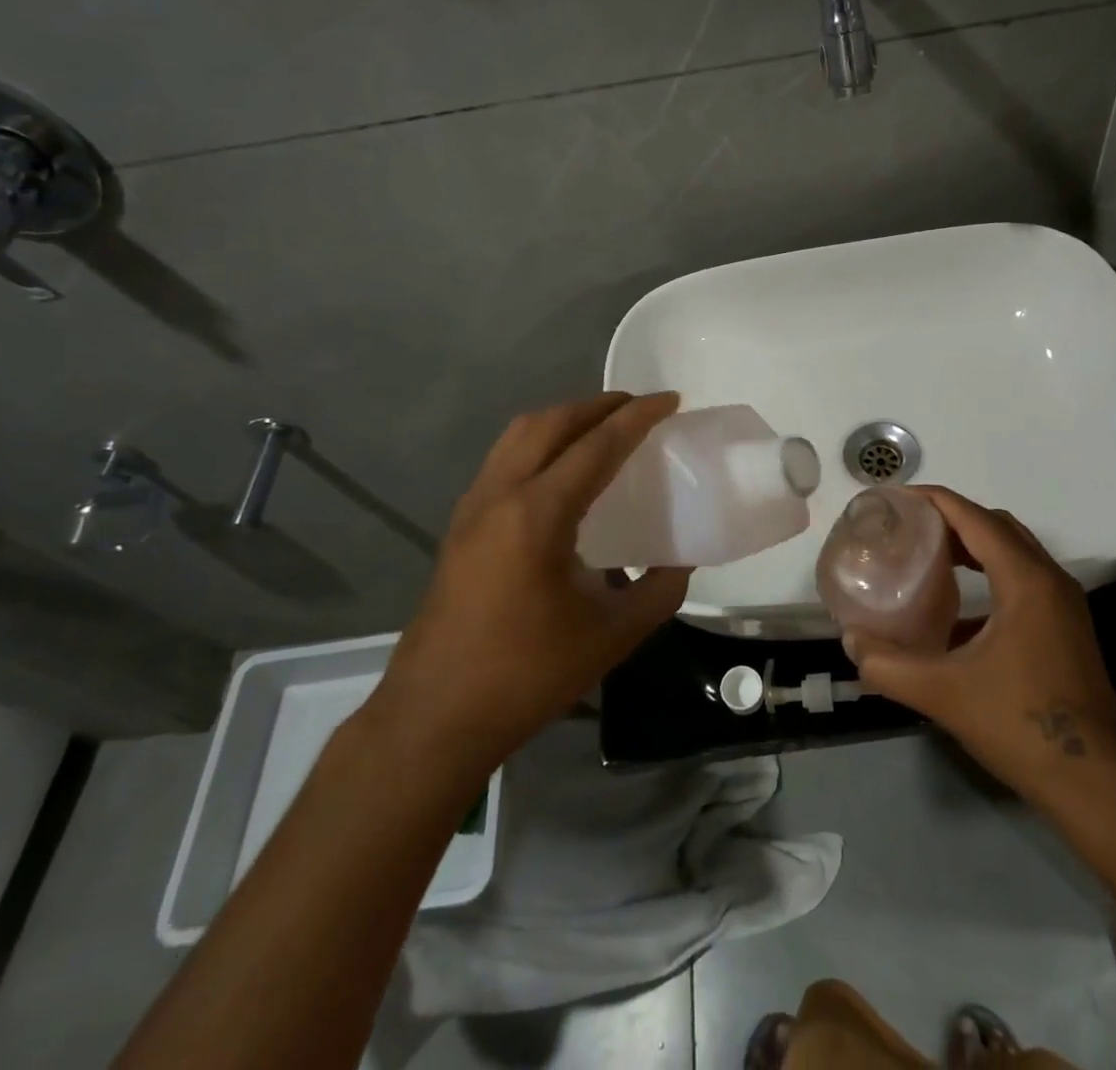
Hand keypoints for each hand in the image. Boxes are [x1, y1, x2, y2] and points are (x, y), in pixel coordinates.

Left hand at [365, 392, 690, 777]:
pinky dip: (540, 443)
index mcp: (537, 514)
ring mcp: (472, 507)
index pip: (597, 445)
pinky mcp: (460, 525)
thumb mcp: (612, 635)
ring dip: (565, 420)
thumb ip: (658, 590)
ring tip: (602, 429)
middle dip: (598, 406)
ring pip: (520, 435)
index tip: (670, 399)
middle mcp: (500, 494)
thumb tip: (680, 562)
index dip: (638, 417)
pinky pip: (504, 458)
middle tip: (639, 408)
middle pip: (551, 423)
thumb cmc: (527, 674)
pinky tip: (562, 473)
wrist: (435, 716)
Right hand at [843, 486, 1115, 798]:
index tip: (895, 499)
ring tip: (928, 556)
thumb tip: (851, 642)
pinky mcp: (1065, 627)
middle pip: (996, 525)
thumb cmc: (1020, 724)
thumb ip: (888, 666)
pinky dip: (989, 574)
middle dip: (951, 518)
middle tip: (908, 528)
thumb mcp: (943, 693)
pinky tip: (957, 612)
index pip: (974, 517)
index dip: (933, 500)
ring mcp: (1063, 604)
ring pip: (1013, 551)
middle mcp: (1049, 579)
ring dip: (972, 545)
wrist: (1095, 782)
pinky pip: (1023, 579)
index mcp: (1025, 580)